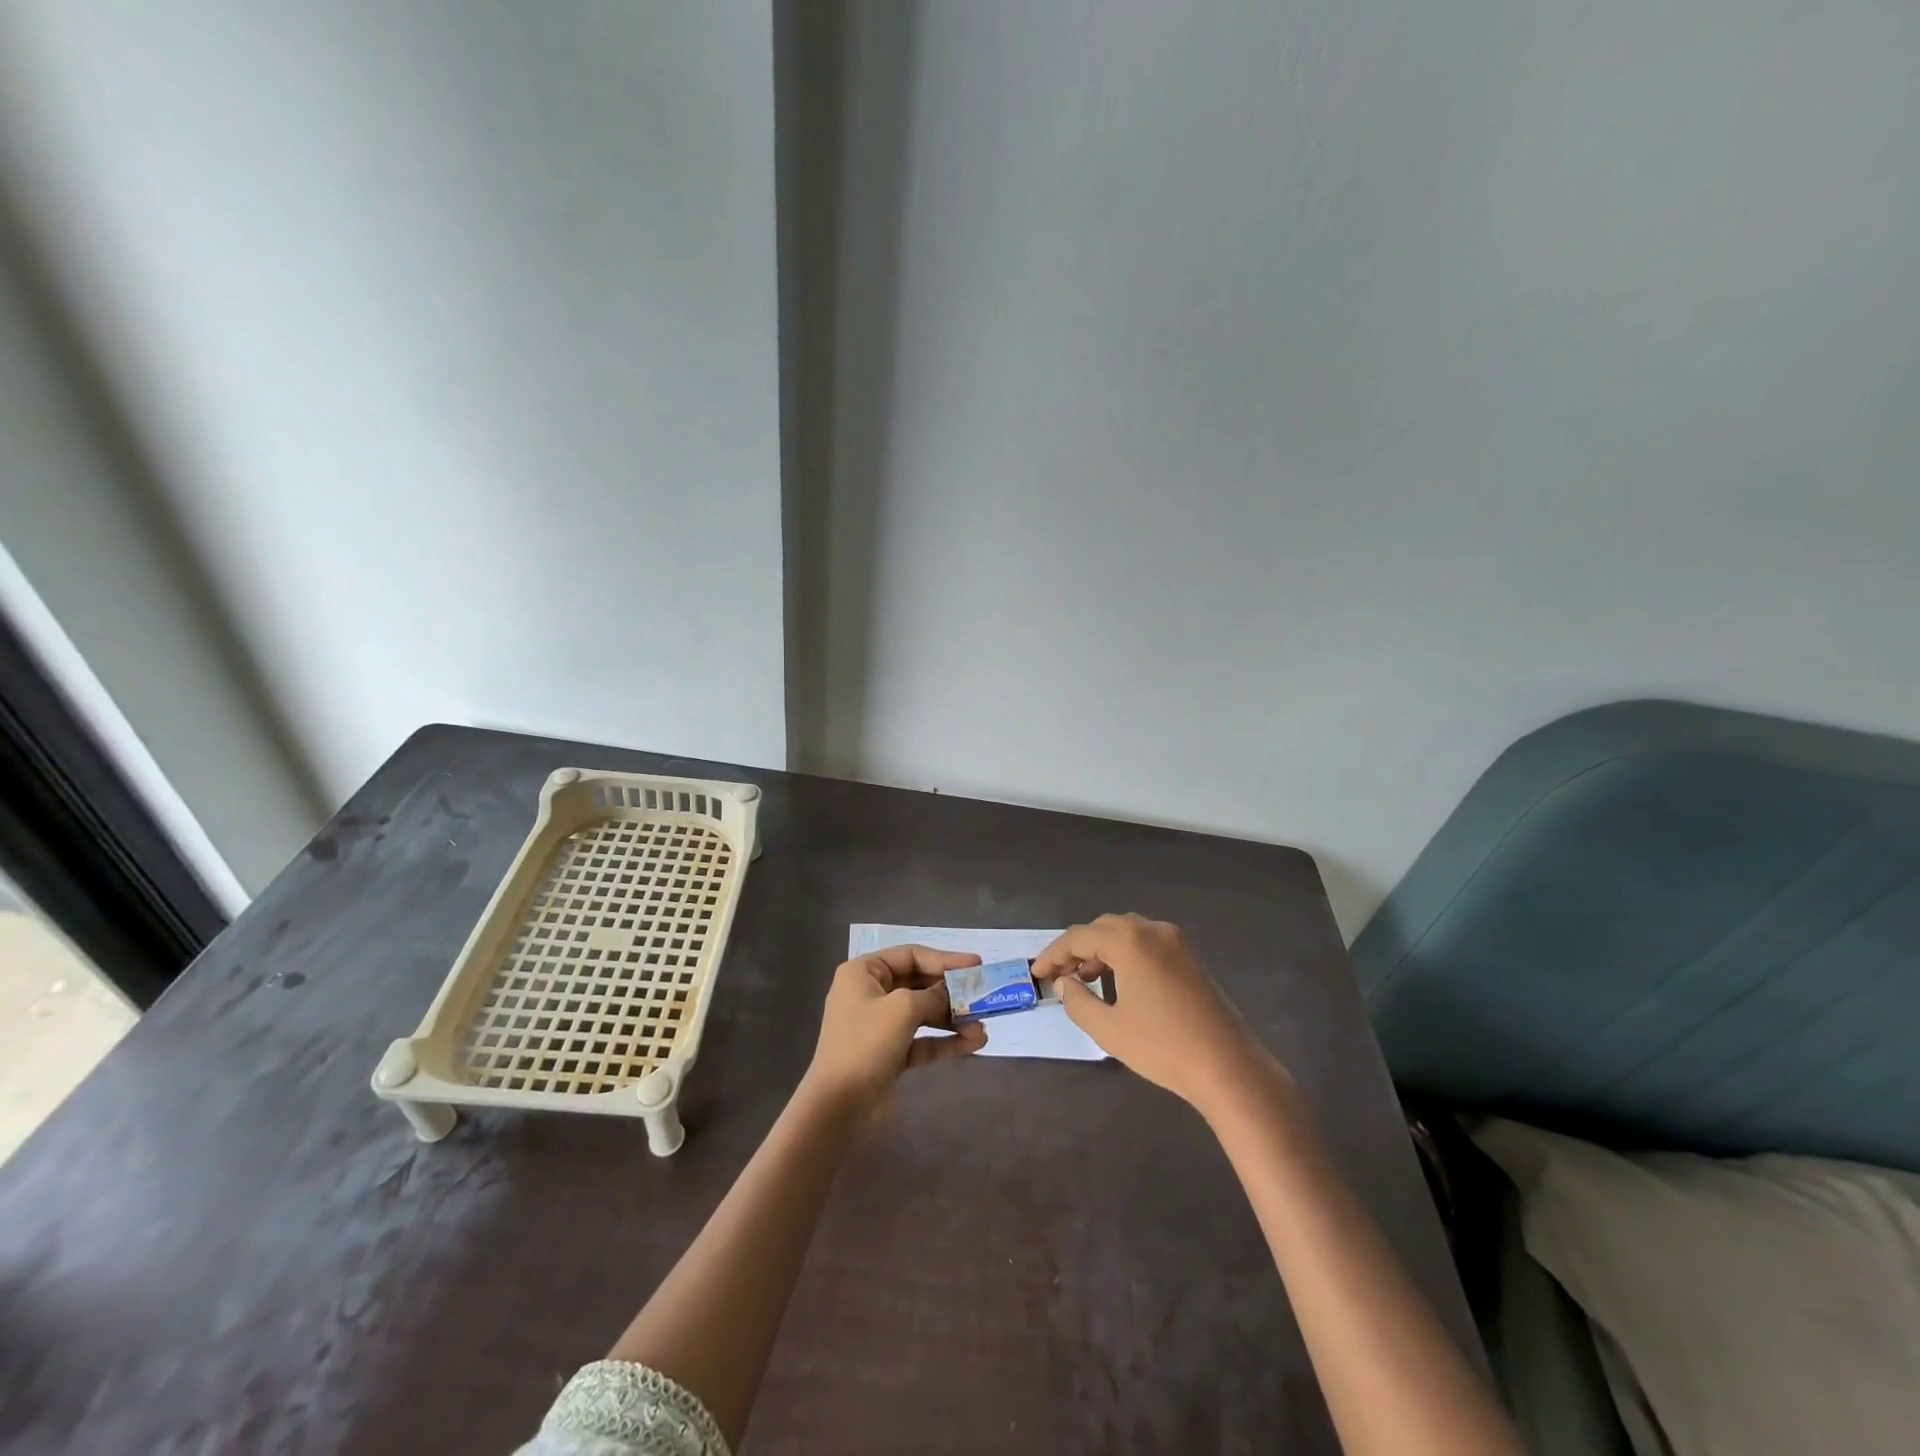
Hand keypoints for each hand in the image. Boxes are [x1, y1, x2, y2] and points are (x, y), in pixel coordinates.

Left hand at [800, 944, 986, 1116]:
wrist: (838, 1108)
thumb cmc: (866, 1044)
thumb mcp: (902, 1009)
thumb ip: (933, 995)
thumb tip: (952, 995)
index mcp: (863, 973)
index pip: (911, 955)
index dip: (945, 959)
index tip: (977, 965)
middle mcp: (870, 994)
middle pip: (919, 984)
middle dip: (952, 993)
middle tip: (983, 997)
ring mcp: (879, 1026)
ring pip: (923, 1014)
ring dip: (953, 1019)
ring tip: (983, 1027)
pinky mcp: (889, 1054)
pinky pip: (922, 1040)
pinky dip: (945, 1041)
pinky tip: (974, 1044)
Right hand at [1032, 914, 1284, 1114]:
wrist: (1228, 1067)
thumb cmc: (1162, 1047)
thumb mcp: (1108, 1028)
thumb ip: (1077, 1001)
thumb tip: (1065, 983)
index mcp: (1130, 940)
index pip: (1079, 937)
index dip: (1053, 954)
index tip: (1037, 975)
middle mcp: (1153, 930)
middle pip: (1103, 927)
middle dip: (1077, 949)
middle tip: (1059, 976)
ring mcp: (1176, 942)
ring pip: (1127, 932)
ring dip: (1102, 949)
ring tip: (1085, 978)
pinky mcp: (1190, 958)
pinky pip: (1147, 943)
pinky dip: (1125, 954)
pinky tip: (1119, 981)